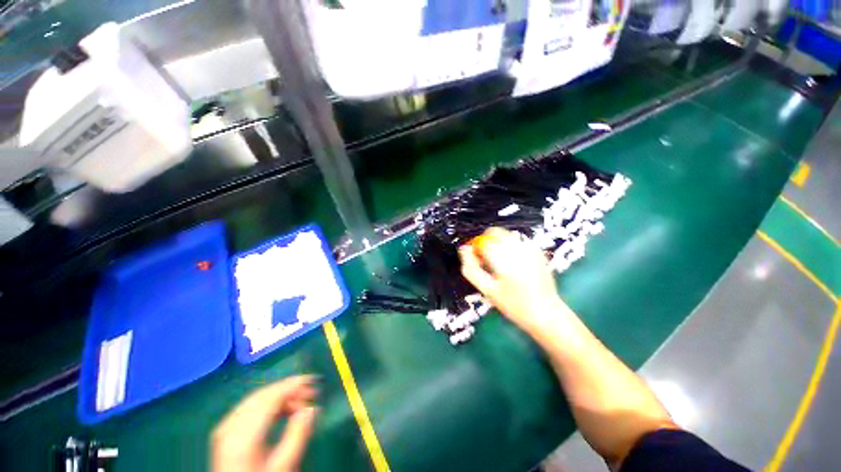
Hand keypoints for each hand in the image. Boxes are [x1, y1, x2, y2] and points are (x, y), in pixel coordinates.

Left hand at [212, 375, 317, 471]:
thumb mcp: (285, 466)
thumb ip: (299, 435)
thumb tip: (312, 408)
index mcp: (244, 435)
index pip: (271, 398)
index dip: (294, 386)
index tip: (314, 381)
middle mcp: (230, 427)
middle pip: (263, 396)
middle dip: (288, 389)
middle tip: (310, 392)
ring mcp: (225, 430)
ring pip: (256, 400)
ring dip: (280, 396)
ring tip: (300, 402)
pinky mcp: (225, 434)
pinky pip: (249, 408)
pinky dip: (268, 404)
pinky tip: (282, 410)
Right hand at [459, 227, 567, 334]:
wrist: (546, 313)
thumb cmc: (514, 305)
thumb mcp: (487, 290)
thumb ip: (471, 269)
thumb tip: (464, 249)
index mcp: (504, 260)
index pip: (483, 241)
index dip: (475, 248)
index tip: (476, 259)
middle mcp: (519, 250)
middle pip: (495, 232)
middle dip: (486, 242)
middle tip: (486, 260)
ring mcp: (531, 249)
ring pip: (506, 235)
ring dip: (498, 243)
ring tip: (500, 263)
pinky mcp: (538, 251)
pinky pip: (517, 241)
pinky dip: (510, 247)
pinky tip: (513, 264)